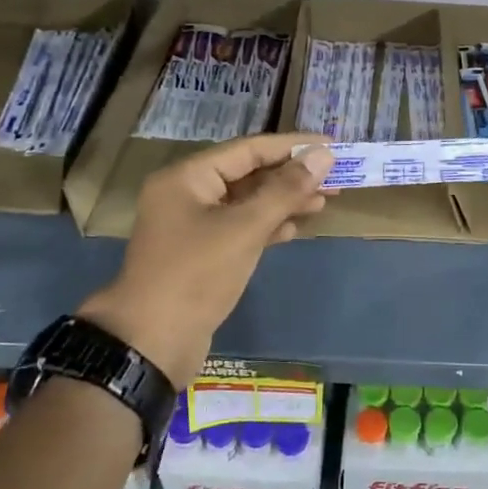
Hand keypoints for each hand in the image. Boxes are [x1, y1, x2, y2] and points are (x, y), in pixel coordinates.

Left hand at [79, 134, 334, 386]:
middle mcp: (187, 194)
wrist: (151, 343)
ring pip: (247, 203)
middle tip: (335, 177)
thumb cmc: (196, 275)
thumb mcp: (245, 228)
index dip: (292, 146)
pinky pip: (241, 228)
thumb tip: (323, 155)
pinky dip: (268, 225)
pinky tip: (296, 227)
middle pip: (248, 174)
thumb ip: (286, 190)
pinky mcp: (203, 253)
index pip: (248, 149)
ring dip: (284, 201)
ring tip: (324, 201)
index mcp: (187, 177)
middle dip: (291, 176)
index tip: (332, 145)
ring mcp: (193, 225)